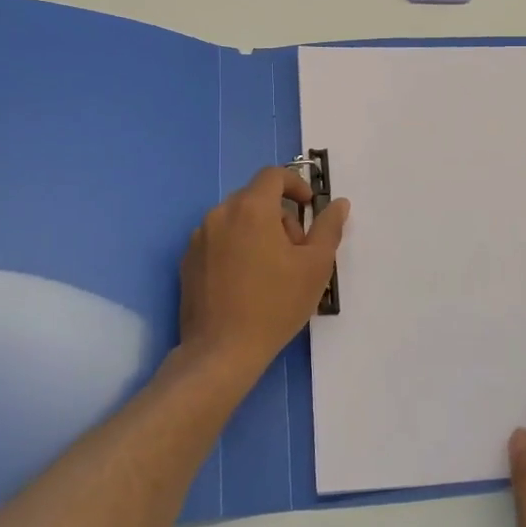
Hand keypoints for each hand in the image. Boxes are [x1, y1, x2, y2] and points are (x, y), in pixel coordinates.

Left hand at [178, 167, 349, 378]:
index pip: (273, 175)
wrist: (221, 351)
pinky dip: (236, 248)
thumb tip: (338, 204)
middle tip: (296, 250)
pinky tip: (246, 281)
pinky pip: (218, 240)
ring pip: (236, 219)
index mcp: (251, 208)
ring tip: (272, 270)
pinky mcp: (188, 261)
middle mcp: (220, 214)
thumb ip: (328, 228)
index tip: (309, 207)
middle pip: (255, 198)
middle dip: (280, 215)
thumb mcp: (315, 266)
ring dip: (257, 231)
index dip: (296, 184)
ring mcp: (199, 238)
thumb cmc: (275, 305)